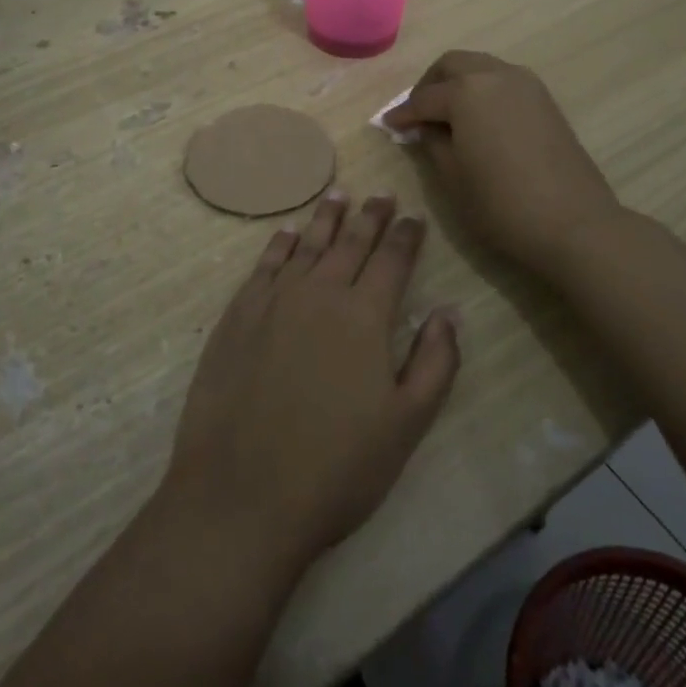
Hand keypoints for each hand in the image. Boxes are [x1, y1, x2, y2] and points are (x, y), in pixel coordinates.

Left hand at [162, 193, 460, 574]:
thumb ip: (435, 363)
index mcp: (364, 316)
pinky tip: (287, 233)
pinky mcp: (237, 315)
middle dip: (370, 216)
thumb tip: (448, 311)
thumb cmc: (335, 468)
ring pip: (306, 245)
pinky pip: (265, 265)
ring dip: (326, 219)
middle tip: (380, 194)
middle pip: (350, 242)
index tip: (414, 217)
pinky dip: (280, 243)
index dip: (406, 236)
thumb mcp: (405, 425)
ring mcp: (273, 301)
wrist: (241, 493)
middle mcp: (320, 293)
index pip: (392, 260)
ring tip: (338, 195)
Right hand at [385, 50, 624, 275]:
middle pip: (453, 65)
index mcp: (466, 92)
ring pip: (481, 68)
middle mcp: (496, 76)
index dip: (403, 114)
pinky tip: (479, 121)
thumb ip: (432, 143)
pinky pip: (504, 82)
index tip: (389, 126)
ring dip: (459, 83)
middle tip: (418, 113)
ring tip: (447, 116)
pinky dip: (484, 91)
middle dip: (430, 85)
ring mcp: (526, 85)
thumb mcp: (452, 177)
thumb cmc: (501, 204)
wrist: (574, 223)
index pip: (424, 98)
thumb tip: (424, 128)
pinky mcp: (546, 101)